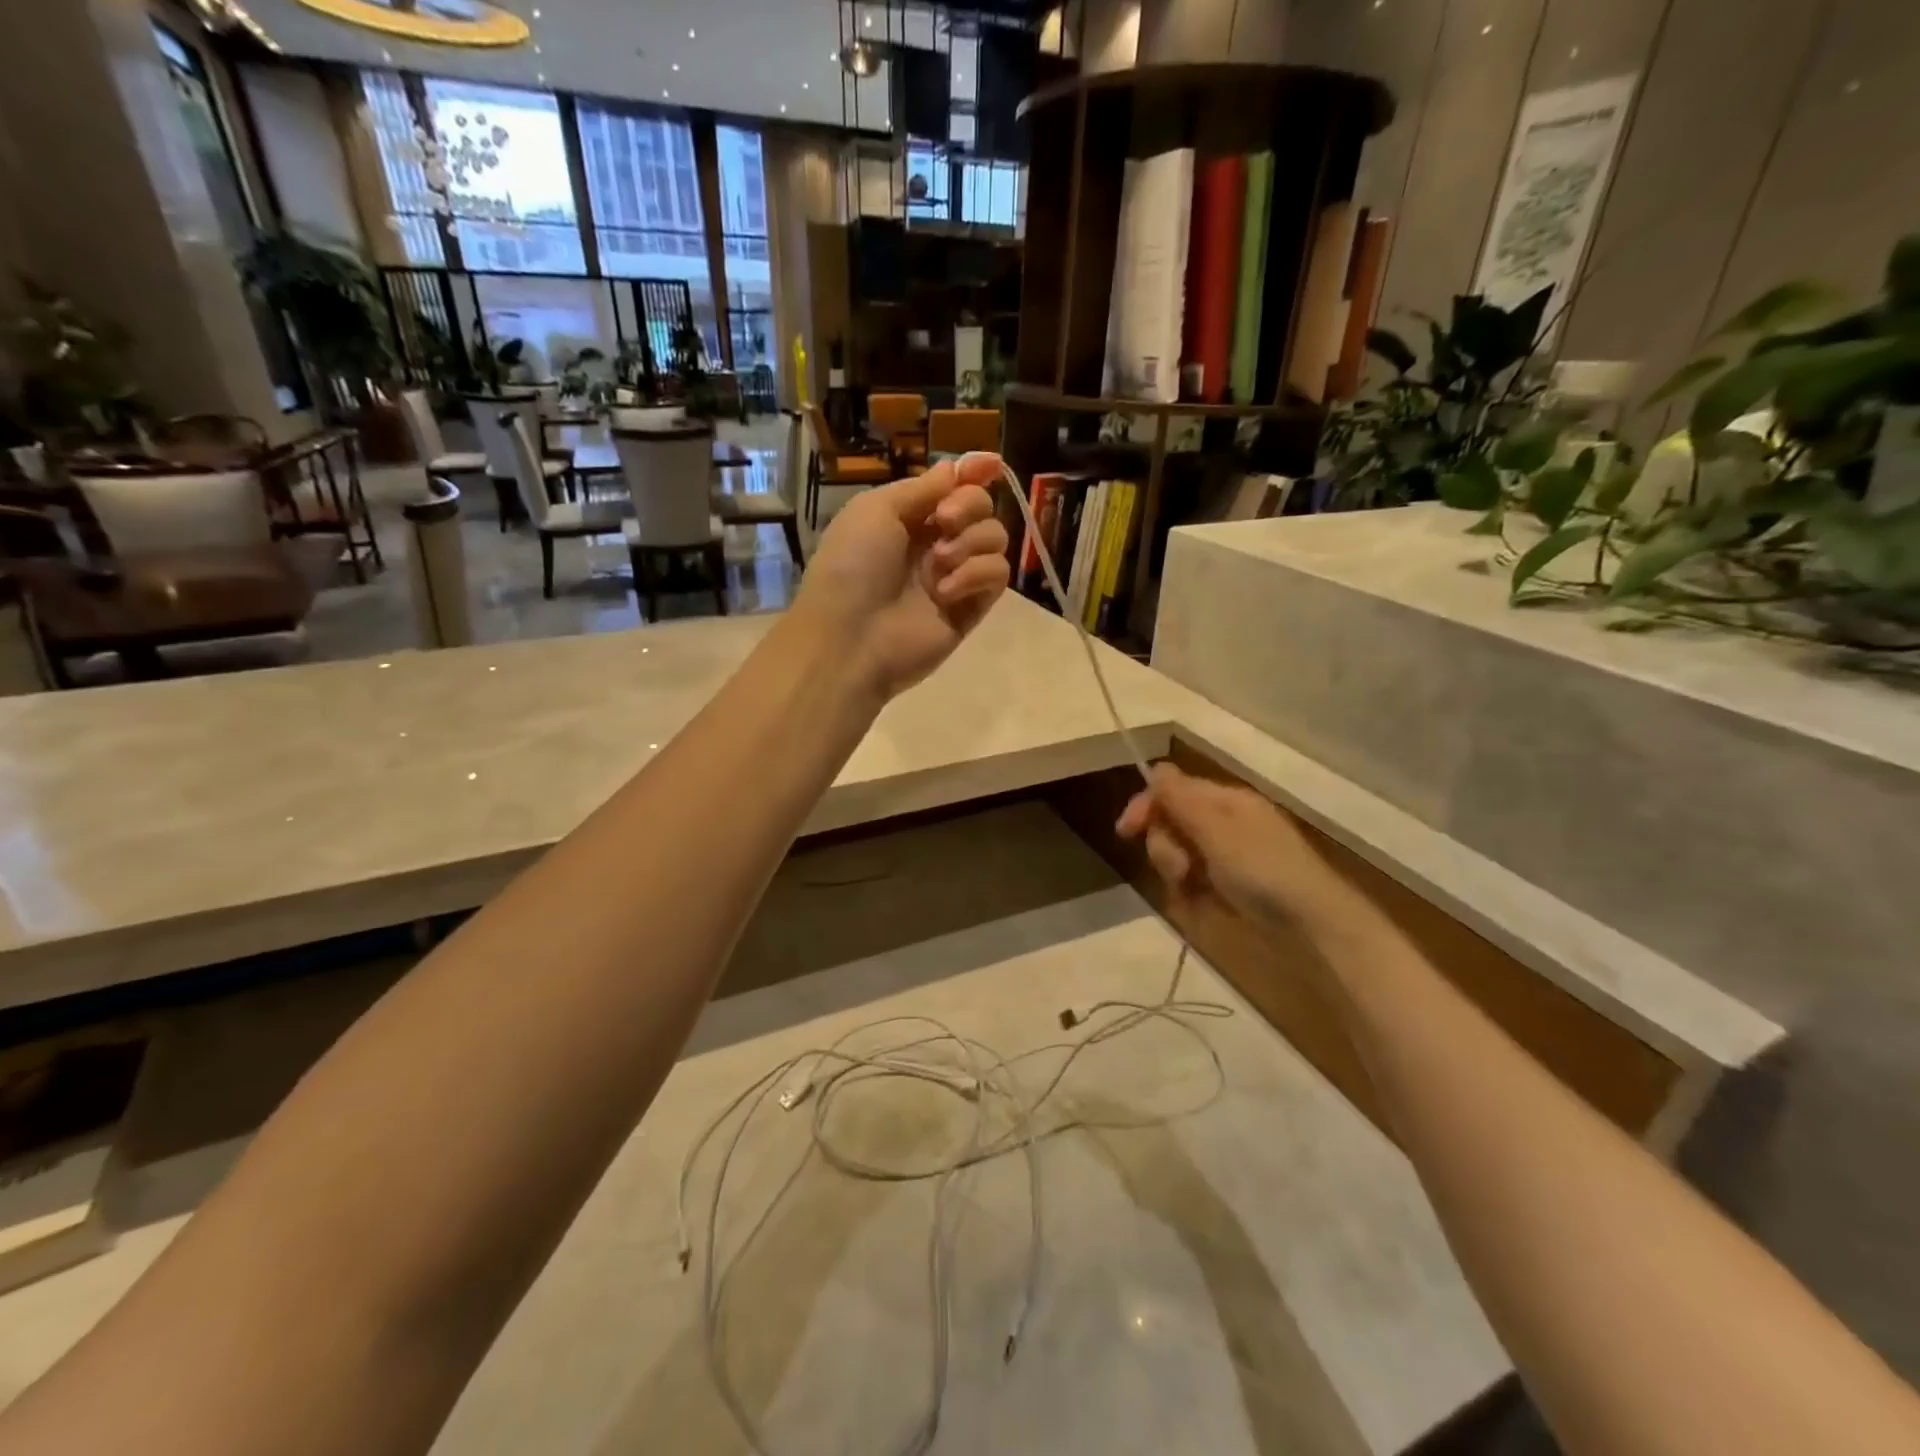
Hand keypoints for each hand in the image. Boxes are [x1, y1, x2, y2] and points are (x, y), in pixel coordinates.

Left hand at [795, 453, 1010, 698]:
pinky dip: (977, 574)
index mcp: (907, 517)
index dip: (974, 472)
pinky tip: (946, 591)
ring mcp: (955, 576)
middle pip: (981, 507)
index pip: (952, 487)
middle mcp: (934, 543)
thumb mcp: (877, 510)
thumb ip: (924, 487)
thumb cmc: (853, 566)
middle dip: (969, 506)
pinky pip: (997, 574)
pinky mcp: (971, 608)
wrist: (851, 636)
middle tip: (944, 522)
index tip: (992, 465)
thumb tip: (962, 466)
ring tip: (939, 565)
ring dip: (971, 542)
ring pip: (995, 538)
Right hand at [1116, 764, 1379, 939]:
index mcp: (1225, 801)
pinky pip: (1195, 881)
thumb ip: (1182, 800)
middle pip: (1171, 823)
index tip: (1125, 833)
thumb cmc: (1264, 870)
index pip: (1171, 790)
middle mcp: (1224, 823)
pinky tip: (1202, 906)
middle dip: (1166, 847)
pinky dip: (1192, 893)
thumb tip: (1155, 768)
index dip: (1146, 806)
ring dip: (1177, 873)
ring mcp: (1229, 856)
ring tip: (1193, 893)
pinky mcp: (1232, 886)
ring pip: (1179, 855)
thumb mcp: (1217, 831)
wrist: (1314, 925)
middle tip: (1180, 871)